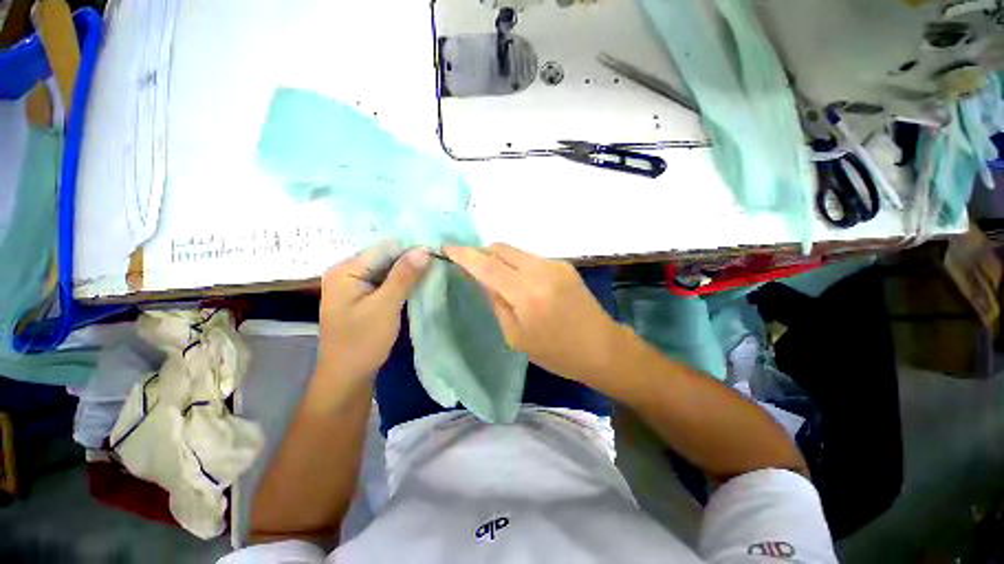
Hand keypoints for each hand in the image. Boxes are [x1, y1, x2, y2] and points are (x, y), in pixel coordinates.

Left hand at [317, 241, 429, 385]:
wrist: (347, 378)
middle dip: (411, 261)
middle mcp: (347, 272)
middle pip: (386, 257)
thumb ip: (404, 275)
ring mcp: (355, 285)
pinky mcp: (363, 296)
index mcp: (346, 270)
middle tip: (438, 265)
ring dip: (409, 273)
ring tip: (433, 273)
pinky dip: (402, 283)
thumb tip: (425, 249)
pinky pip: (386, 282)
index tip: (437, 256)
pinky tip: (419, 285)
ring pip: (388, 270)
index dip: (412, 250)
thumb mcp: (386, 306)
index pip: (385, 248)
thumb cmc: (363, 342)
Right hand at [444, 243, 624, 386]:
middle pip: (501, 248)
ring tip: (496, 276)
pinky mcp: (564, 265)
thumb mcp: (516, 336)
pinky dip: (517, 263)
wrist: (602, 347)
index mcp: (526, 294)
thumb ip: (496, 302)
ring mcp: (555, 264)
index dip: (464, 255)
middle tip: (471, 267)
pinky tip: (520, 281)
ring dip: (500, 259)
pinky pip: (531, 258)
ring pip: (516, 251)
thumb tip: (482, 279)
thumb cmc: (556, 352)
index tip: (447, 249)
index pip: (487, 265)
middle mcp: (541, 271)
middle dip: (482, 253)